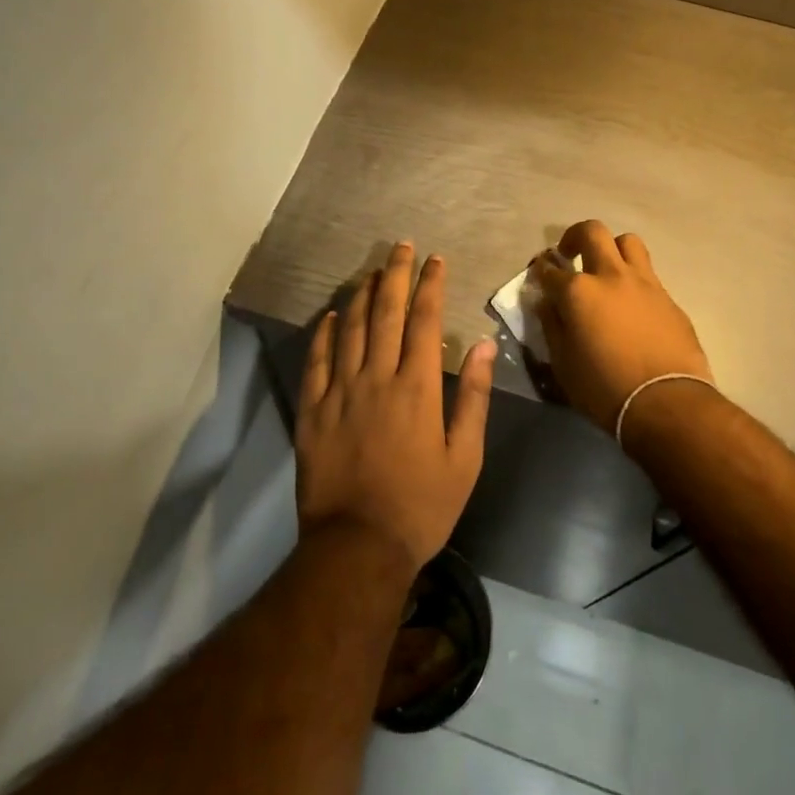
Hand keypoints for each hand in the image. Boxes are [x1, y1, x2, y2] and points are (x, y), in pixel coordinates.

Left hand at [296, 242, 494, 573]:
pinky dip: (324, 333)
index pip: (423, 321)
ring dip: (362, 295)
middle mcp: (376, 378)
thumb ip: (473, 398)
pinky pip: (316, 361)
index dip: (429, 285)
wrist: (357, 547)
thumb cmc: (421, 505)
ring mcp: (339, 392)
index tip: (434, 260)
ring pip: (350, 329)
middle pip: (385, 313)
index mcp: (416, 388)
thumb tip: (482, 344)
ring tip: (371, 270)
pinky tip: (332, 314)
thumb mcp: (465, 458)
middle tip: (401, 247)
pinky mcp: (312, 410)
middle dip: (395, 275)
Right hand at [531, 220, 712, 432]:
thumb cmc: (604, 389)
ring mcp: (644, 283)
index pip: (550, 269)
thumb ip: (552, 325)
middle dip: (575, 237)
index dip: (541, 269)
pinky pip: (648, 275)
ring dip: (612, 249)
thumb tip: (546, 303)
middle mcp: (611, 276)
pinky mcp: (669, 298)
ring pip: (628, 242)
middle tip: (570, 254)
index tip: (539, 274)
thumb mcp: (563, 363)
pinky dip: (634, 281)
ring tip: (606, 270)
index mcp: (578, 291)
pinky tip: (632, 304)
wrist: (667, 403)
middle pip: (592, 232)